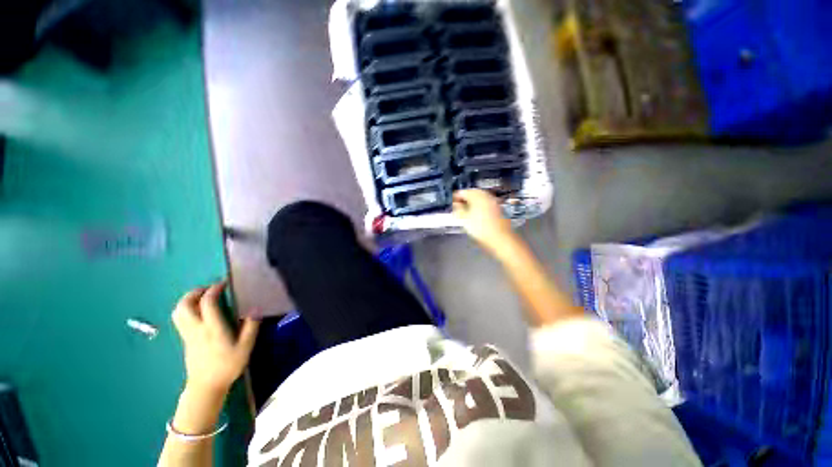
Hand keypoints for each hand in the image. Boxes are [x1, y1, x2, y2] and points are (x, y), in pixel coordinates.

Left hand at [172, 282, 259, 394]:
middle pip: (184, 305)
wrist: (206, 386)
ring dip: (188, 300)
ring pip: (178, 312)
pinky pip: (180, 319)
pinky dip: (186, 309)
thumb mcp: (245, 347)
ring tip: (202, 297)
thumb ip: (250, 327)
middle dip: (195, 292)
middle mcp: (196, 329)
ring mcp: (187, 334)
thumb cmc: (228, 366)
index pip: (207, 302)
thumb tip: (256, 309)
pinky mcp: (185, 339)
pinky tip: (199, 312)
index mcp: (212, 328)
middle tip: (209, 289)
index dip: (214, 289)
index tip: (224, 284)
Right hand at [453, 189, 515, 254]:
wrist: (500, 239)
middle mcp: (487, 197)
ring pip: (481, 199)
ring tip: (466, 211)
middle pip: (473, 193)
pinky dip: (480, 207)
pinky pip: (487, 204)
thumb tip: (456, 205)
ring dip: (473, 203)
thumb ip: (458, 209)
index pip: (463, 192)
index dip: (456, 197)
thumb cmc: (483, 230)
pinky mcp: (499, 210)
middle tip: (458, 205)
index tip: (453, 202)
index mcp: (477, 196)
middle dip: (465, 199)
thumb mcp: (464, 219)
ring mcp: (494, 203)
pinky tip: (477, 215)